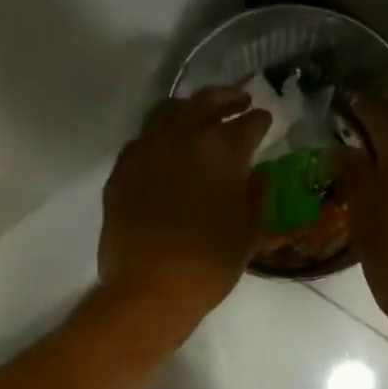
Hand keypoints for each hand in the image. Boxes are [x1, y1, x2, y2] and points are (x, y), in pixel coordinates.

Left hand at [99, 86, 271, 331]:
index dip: (259, 120)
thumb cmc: (210, 265)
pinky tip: (166, 149)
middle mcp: (182, 138)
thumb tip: (256, 176)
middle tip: (239, 101)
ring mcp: (146, 151)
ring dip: (189, 109)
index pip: (247, 123)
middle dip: (226, 99)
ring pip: (168, 112)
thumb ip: (255, 196)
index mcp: (222, 150)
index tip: (265, 119)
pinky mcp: (122, 170)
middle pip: (205, 102)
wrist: (150, 289)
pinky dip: (160, 136)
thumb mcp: (248, 233)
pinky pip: (143, 140)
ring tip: (199, 117)